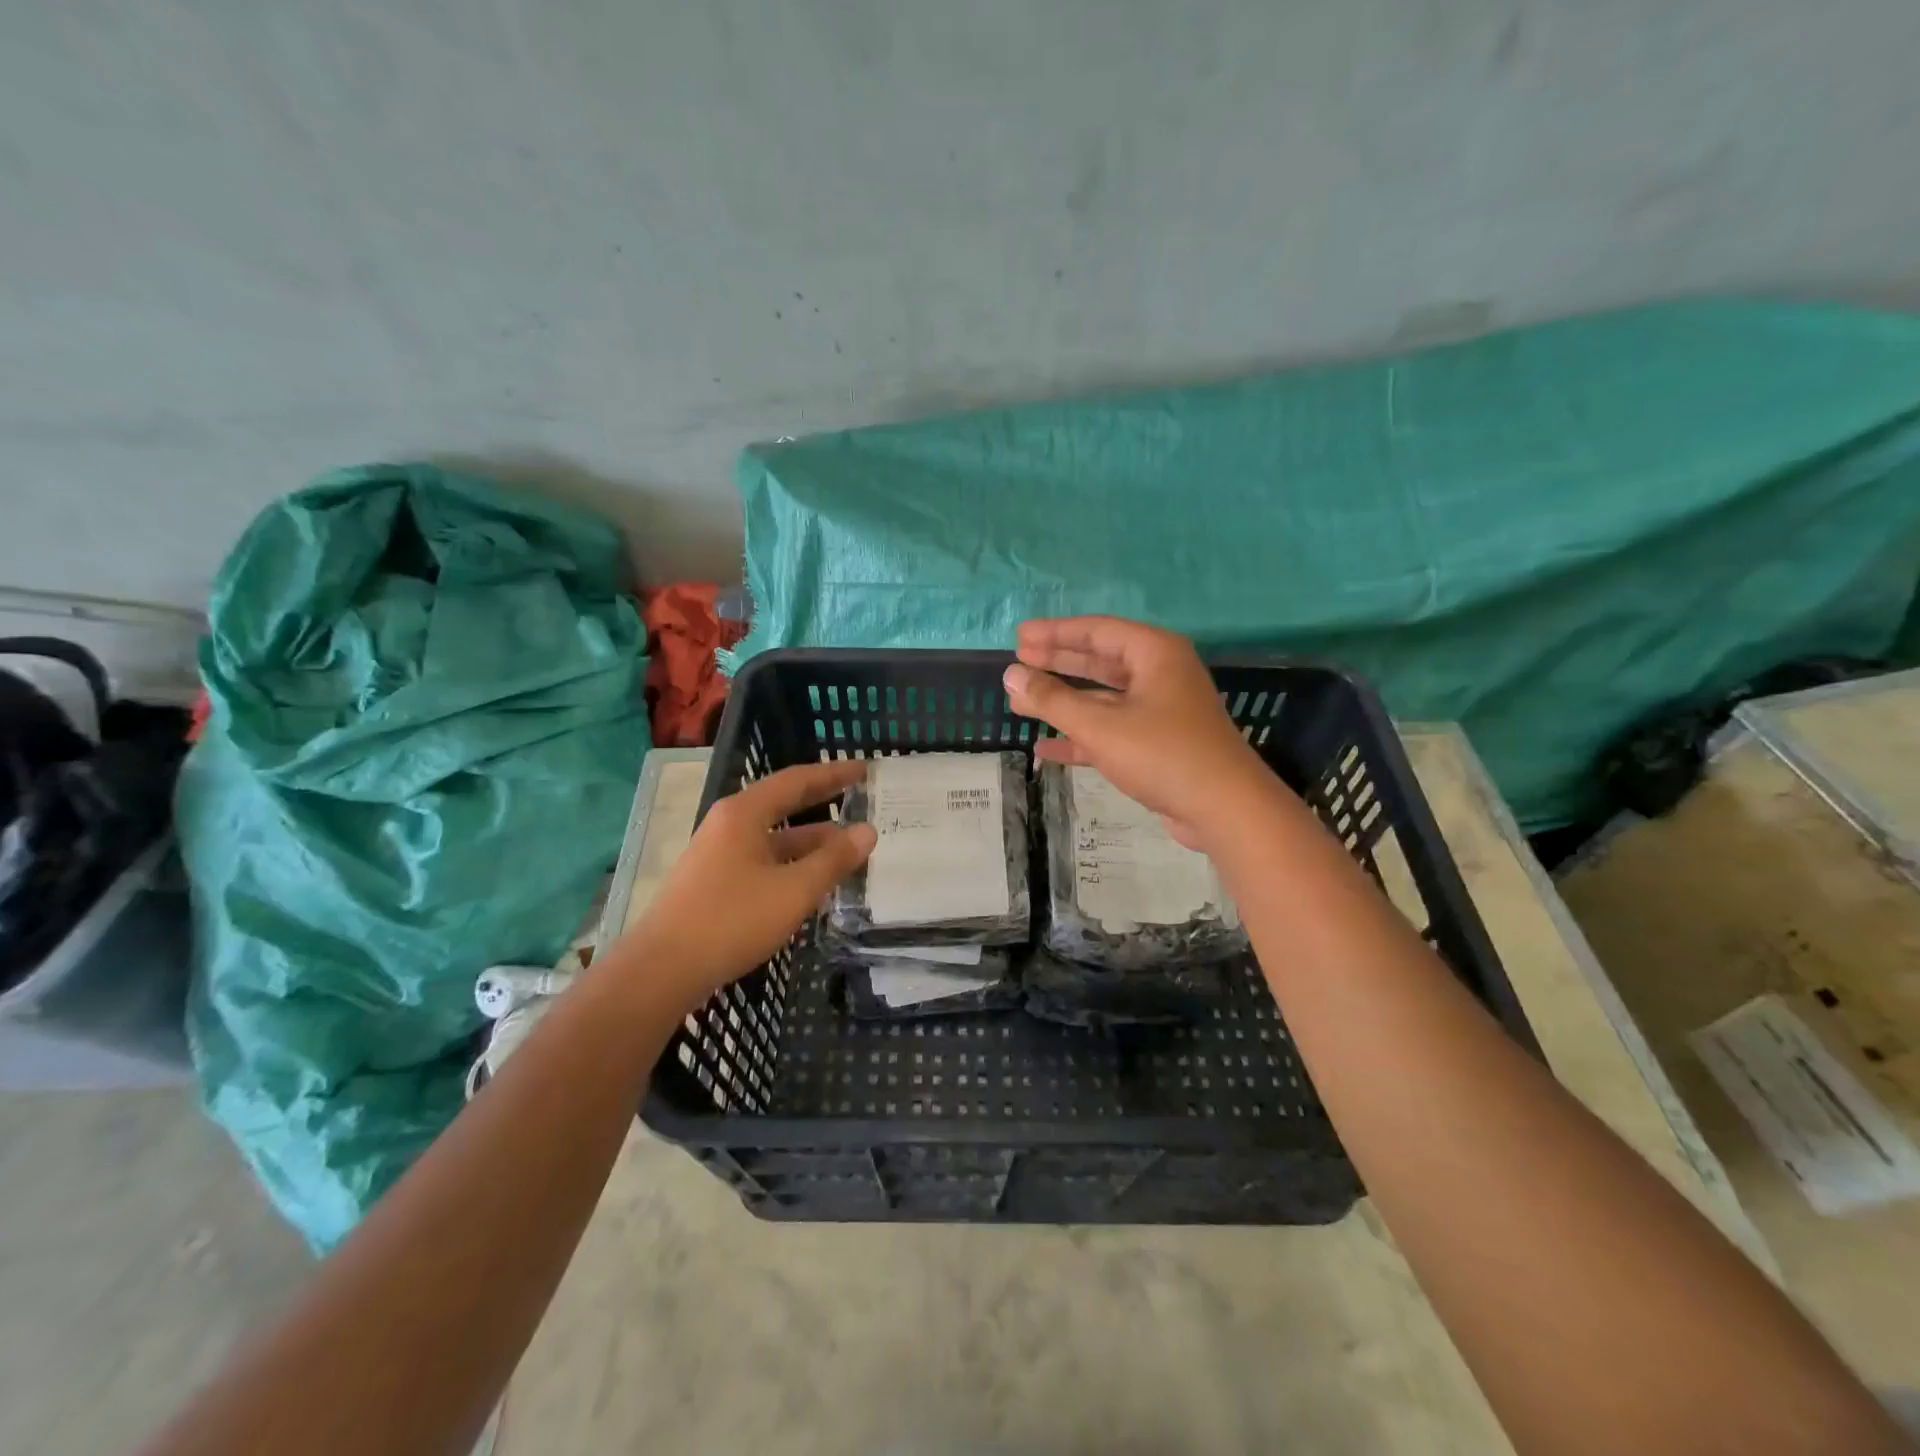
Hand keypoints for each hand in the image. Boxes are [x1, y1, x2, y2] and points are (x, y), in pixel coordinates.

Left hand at [625, 761, 875, 1001]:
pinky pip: (763, 861)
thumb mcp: (794, 890)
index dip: (833, 774)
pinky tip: (813, 881)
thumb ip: (833, 860)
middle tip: (860, 799)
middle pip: (784, 805)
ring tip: (849, 848)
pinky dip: (793, 864)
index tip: (863, 770)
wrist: (662, 969)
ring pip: (775, 838)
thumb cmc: (732, 919)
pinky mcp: (715, 882)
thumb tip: (868, 831)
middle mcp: (729, 825)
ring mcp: (719, 854)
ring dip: (811, 841)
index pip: (797, 780)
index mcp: (745, 813)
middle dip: (823, 803)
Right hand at [1004, 617, 1274, 848]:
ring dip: (1064, 702)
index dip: (1055, 633)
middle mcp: (1160, 674)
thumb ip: (1052, 699)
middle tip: (1019, 660)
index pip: (1097, 631)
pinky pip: (1111, 731)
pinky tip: (1045, 748)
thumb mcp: (1100, 725)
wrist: (1224, 810)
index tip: (1020, 638)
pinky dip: (1081, 737)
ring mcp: (1161, 711)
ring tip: (1022, 702)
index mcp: (1154, 653)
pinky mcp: (1158, 744)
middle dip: (1057, 663)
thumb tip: (1011, 676)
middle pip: (1099, 661)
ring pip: (1103, 698)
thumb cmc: (1163, 754)